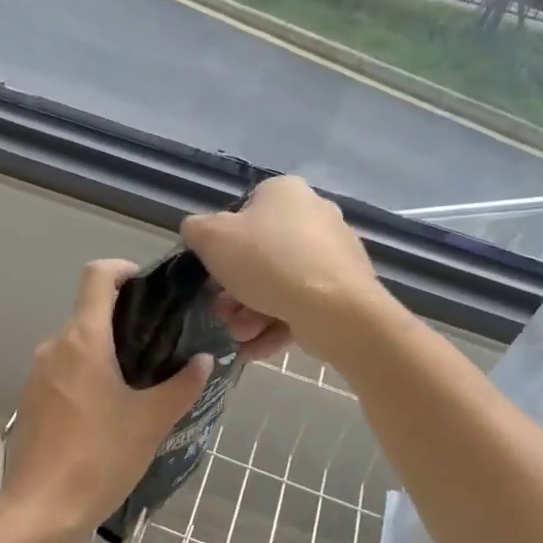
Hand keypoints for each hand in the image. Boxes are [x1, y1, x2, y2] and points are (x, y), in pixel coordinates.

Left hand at [0, 260, 211, 542]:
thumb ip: (182, 385)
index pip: (96, 276)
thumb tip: (204, 360)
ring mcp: (37, 373)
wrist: (42, 509)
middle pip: (89, 313)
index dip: (122, 270)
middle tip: (160, 345)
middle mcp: (54, 346)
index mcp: (83, 340)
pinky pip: (64, 371)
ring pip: (77, 345)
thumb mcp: (152, 421)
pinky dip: (87, 375)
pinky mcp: (31, 400)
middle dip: (124, 321)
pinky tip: (109, 409)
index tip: (147, 286)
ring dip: (106, 352)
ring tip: (140, 381)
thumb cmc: (101, 457)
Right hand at [182, 177, 391, 364]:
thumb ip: (196, 230)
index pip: (242, 214)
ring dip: (252, 313)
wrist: (333, 308)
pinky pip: (302, 304)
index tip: (211, 277)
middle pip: (261, 255)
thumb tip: (198, 232)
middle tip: (222, 314)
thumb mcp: (211, 238)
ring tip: (239, 337)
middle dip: (235, 291)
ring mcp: (334, 252)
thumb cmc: (266, 262)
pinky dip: (276, 325)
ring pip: (281, 283)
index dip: (221, 247)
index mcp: (284, 192)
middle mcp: (314, 214)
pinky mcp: (346, 288)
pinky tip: (254, 350)